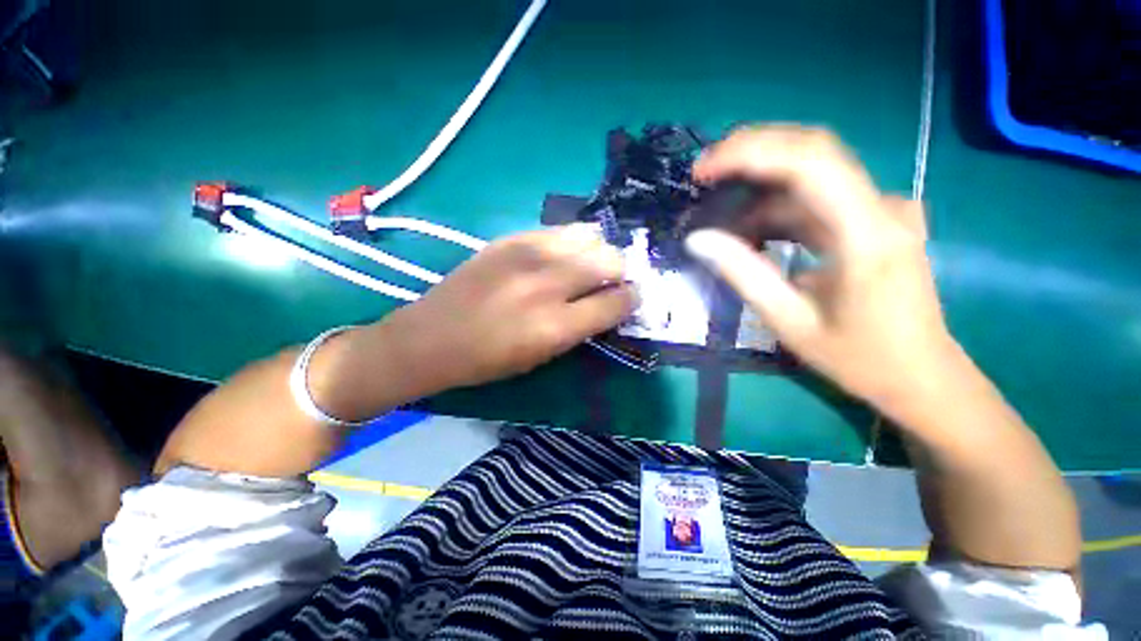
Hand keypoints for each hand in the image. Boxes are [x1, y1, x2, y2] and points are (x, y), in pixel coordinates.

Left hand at [378, 225, 636, 394]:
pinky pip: (559, 230)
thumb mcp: (543, 356)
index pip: (618, 301)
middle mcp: (548, 283)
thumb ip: (582, 327)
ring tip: (586, 266)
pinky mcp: (511, 238)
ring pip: (589, 236)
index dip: (632, 299)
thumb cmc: (489, 360)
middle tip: (610, 282)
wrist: (431, 336)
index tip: (631, 299)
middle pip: (610, 260)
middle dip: (619, 272)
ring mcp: (528, 254)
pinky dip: (571, 243)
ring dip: (597, 252)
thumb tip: (611, 303)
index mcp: (557, 325)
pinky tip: (561, 255)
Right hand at [684, 126, 955, 416]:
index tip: (702, 169)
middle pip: (812, 150)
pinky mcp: (874, 221)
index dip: (750, 152)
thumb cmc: (860, 359)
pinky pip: (818, 199)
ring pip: (811, 174)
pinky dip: (777, 208)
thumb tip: (697, 239)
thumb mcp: (790, 322)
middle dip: (750, 153)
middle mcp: (881, 207)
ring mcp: (882, 211)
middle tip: (703, 174)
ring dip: (759, 188)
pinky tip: (751, 232)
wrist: (923, 377)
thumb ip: (743, 274)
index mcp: (866, 234)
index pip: (808, 161)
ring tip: (719, 216)